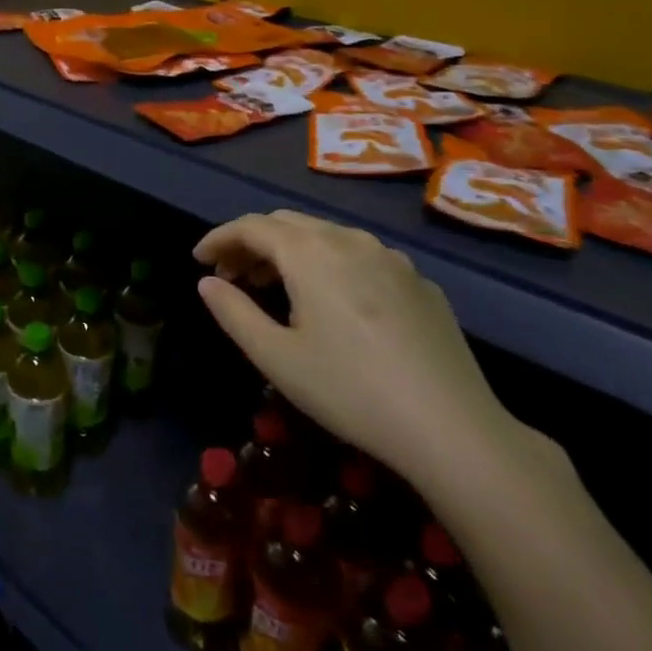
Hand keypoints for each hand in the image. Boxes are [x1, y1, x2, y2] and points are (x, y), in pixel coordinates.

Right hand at [194, 211, 529, 495]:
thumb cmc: (350, 390)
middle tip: (230, 276)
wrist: (452, 427)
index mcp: (311, 253)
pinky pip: (360, 257)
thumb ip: (233, 313)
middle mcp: (351, 241)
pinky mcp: (419, 282)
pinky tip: (330, 303)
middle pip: (288, 223)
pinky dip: (328, 264)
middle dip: (251, 242)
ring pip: (326, 236)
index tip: (198, 260)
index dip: (219, 238)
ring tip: (272, 286)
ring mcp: (391, 259)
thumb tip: (207, 284)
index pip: (252, 226)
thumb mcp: (276, 357)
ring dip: (289, 251)